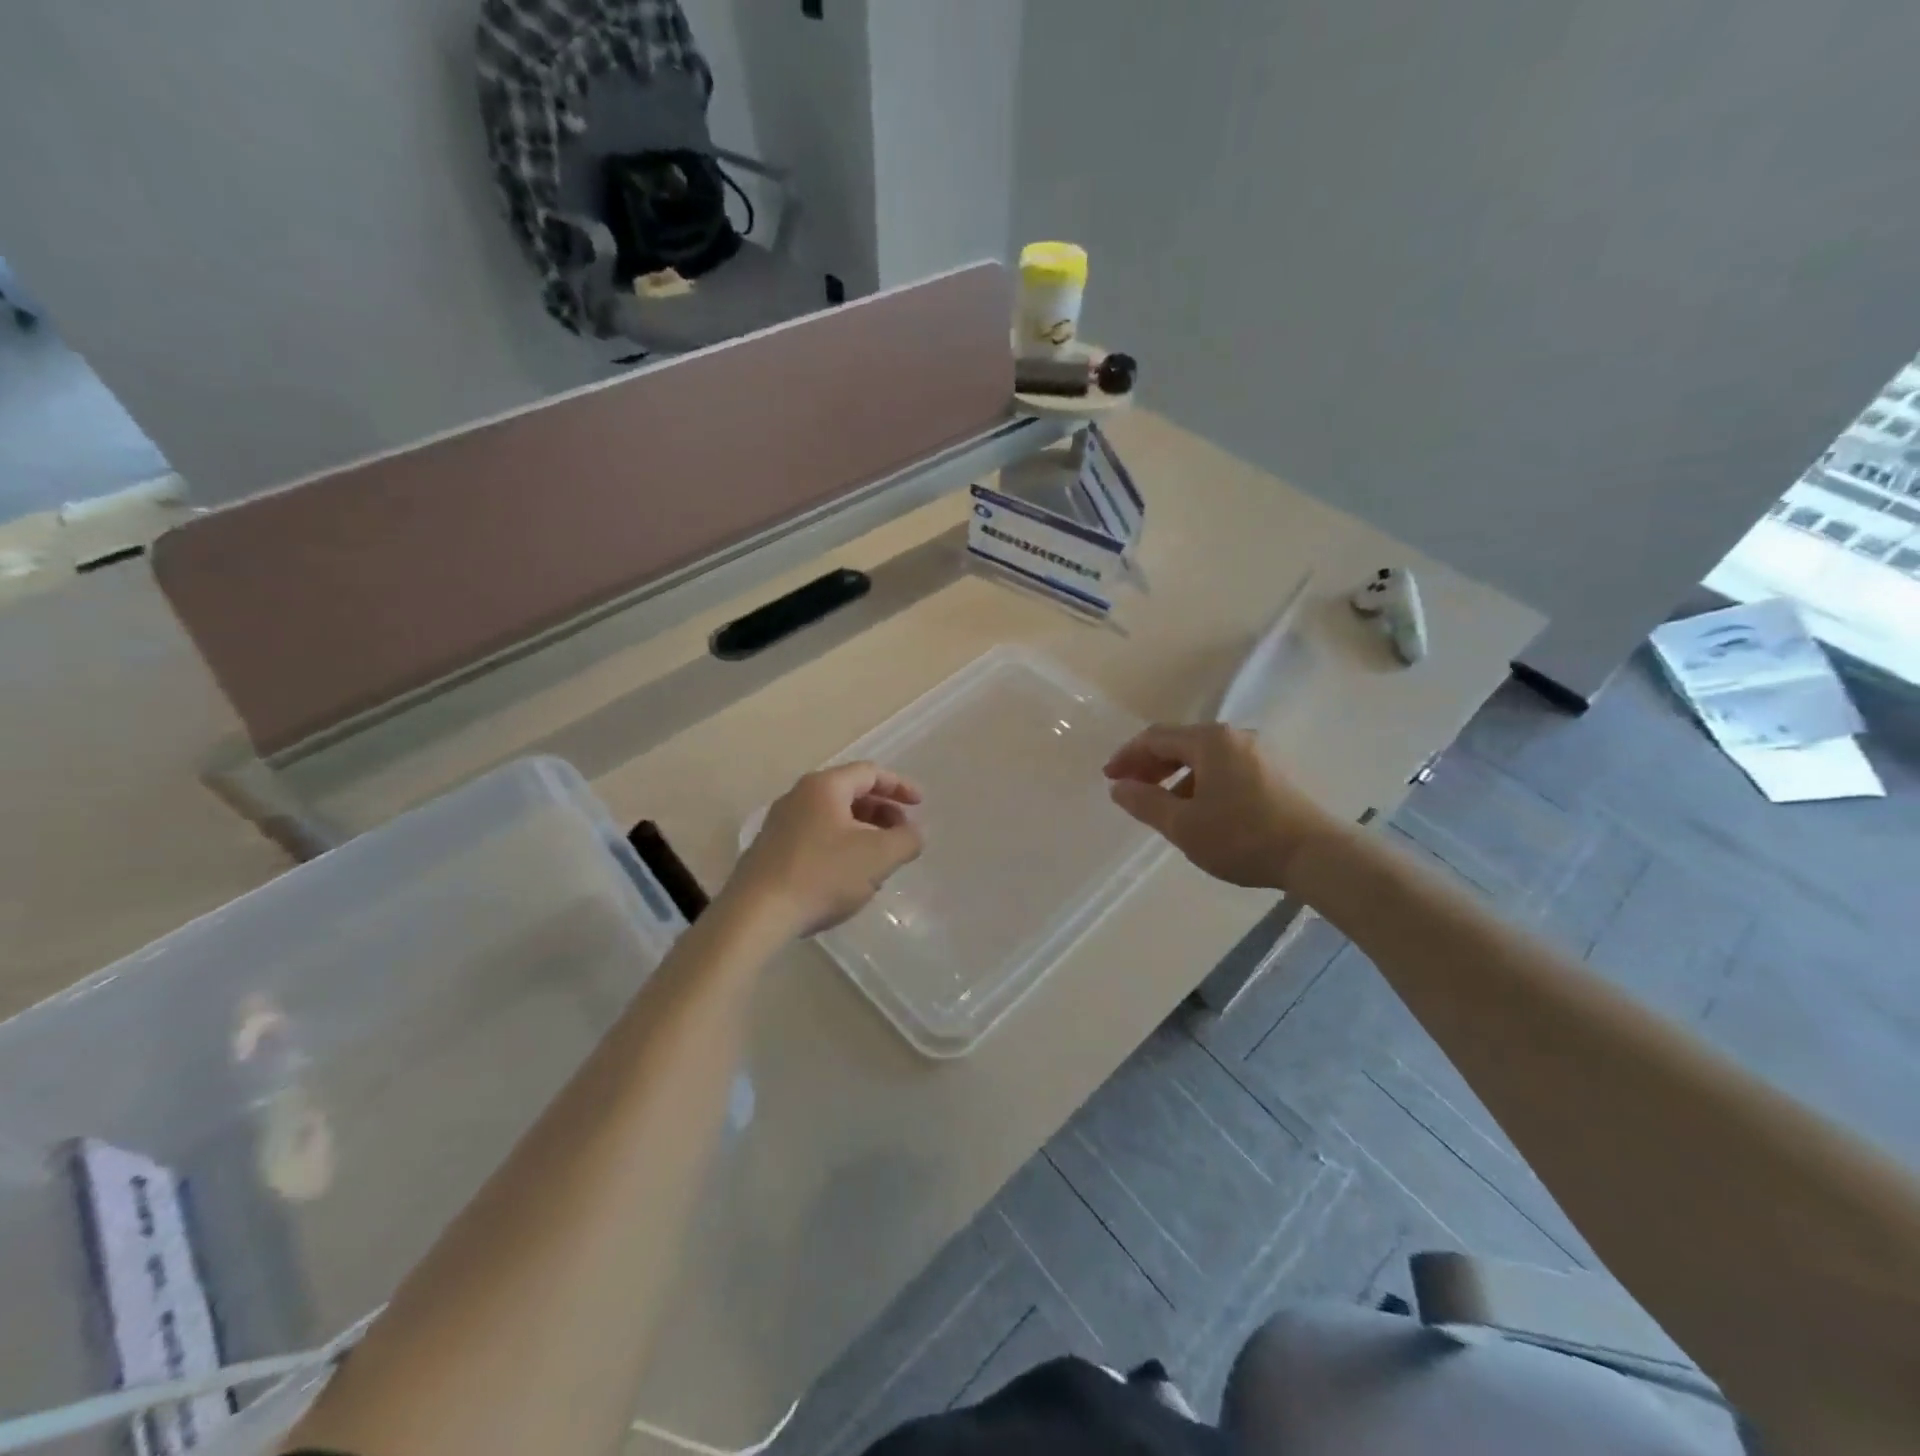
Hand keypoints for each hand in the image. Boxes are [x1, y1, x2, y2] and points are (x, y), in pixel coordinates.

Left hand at [723, 762, 923, 937]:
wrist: (755, 914)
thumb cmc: (822, 875)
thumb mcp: (878, 857)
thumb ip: (906, 840)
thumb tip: (913, 833)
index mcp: (824, 786)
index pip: (870, 773)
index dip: (900, 786)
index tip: (919, 805)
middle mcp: (799, 796)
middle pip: (850, 793)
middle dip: (882, 812)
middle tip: (902, 836)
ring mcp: (780, 823)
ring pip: (833, 818)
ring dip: (863, 833)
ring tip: (879, 862)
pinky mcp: (771, 850)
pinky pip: (816, 837)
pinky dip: (841, 847)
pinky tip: (848, 878)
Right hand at [1103, 723, 1341, 889]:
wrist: (1316, 855)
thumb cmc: (1241, 837)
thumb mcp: (1182, 825)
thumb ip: (1145, 802)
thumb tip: (1118, 787)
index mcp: (1209, 741)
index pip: (1155, 738)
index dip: (1127, 756)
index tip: (1109, 779)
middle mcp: (1234, 737)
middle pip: (1180, 743)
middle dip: (1150, 765)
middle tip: (1130, 790)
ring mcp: (1257, 753)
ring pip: (1203, 757)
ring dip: (1175, 776)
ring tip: (1161, 806)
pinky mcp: (1273, 773)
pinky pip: (1223, 768)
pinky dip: (1200, 782)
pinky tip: (1198, 811)